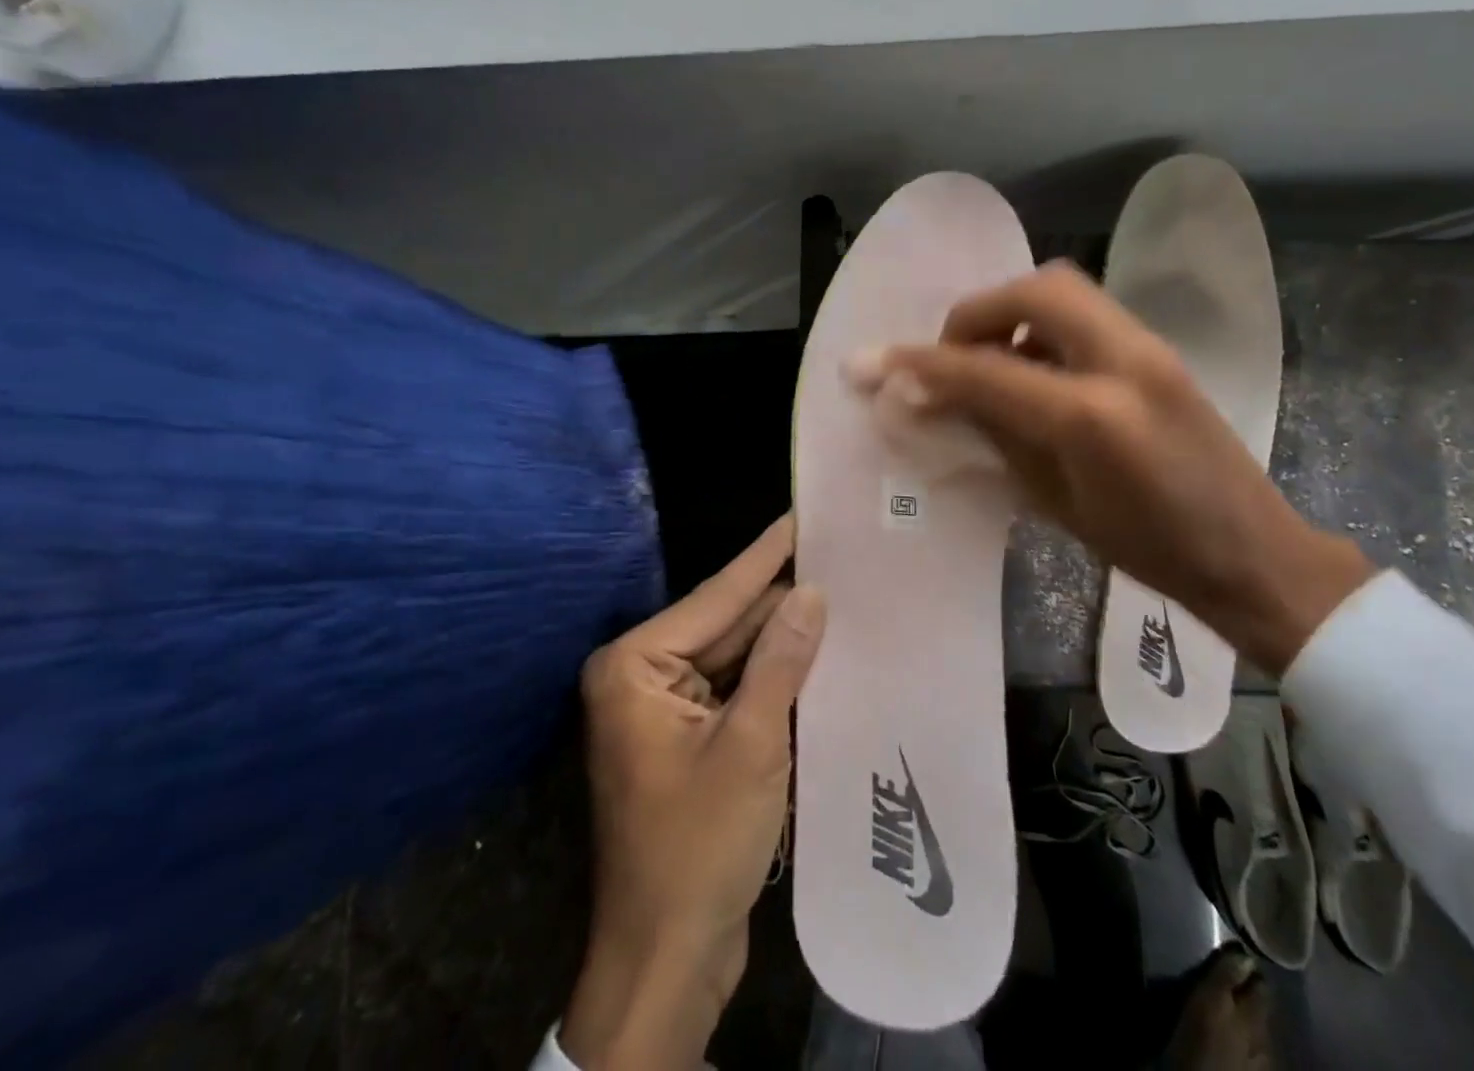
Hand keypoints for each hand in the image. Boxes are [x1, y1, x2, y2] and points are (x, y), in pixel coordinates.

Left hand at [560, 516, 823, 1070]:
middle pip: (725, 624)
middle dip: (779, 597)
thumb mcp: (749, 746)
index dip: (765, 555)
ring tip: (838, 590)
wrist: (666, 961)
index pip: (716, 596)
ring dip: (782, 637)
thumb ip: (779, 662)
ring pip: (734, 657)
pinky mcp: (687, 740)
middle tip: (835, 553)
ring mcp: (664, 710)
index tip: (801, 513)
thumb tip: (810, 592)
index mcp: (635, 667)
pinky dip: (773, 676)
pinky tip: (817, 650)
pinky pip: (735, 689)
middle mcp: (642, 677)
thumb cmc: (697, 848)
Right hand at [849, 262, 1370, 673]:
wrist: (1253, 553)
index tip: (872, 364)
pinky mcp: (1159, 349)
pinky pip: (1085, 313)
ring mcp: (1149, 347)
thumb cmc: (1149, 551)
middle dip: (975, 315)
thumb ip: (992, 436)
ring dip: (1010, 314)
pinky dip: (1042, 326)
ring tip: (990, 364)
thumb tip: (932, 402)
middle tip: (950, 358)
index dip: (920, 365)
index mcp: (1091, 416)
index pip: (985, 370)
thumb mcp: (1055, 502)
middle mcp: (1122, 361)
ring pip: (1061, 289)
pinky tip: (1034, 371)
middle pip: (1033, 290)